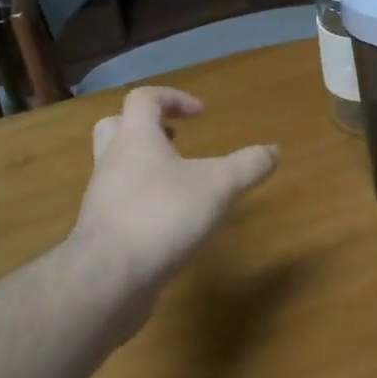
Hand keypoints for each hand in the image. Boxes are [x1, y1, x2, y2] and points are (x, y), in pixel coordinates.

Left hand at [70, 86, 279, 336]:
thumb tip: (275, 150)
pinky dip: (144, 203)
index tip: (201, 113)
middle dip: (147, 128)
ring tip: (180, 183)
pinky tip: (170, 222)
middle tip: (175, 138)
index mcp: (135, 139)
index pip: (144, 99)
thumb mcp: (218, 187)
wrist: (109, 279)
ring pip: (116, 169)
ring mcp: (102, 199)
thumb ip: (248, 166)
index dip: (173, 98)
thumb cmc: (162, 216)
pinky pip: (120, 205)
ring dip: (145, 167)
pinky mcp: (102, 233)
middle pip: (115, 128)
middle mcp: (112, 162)